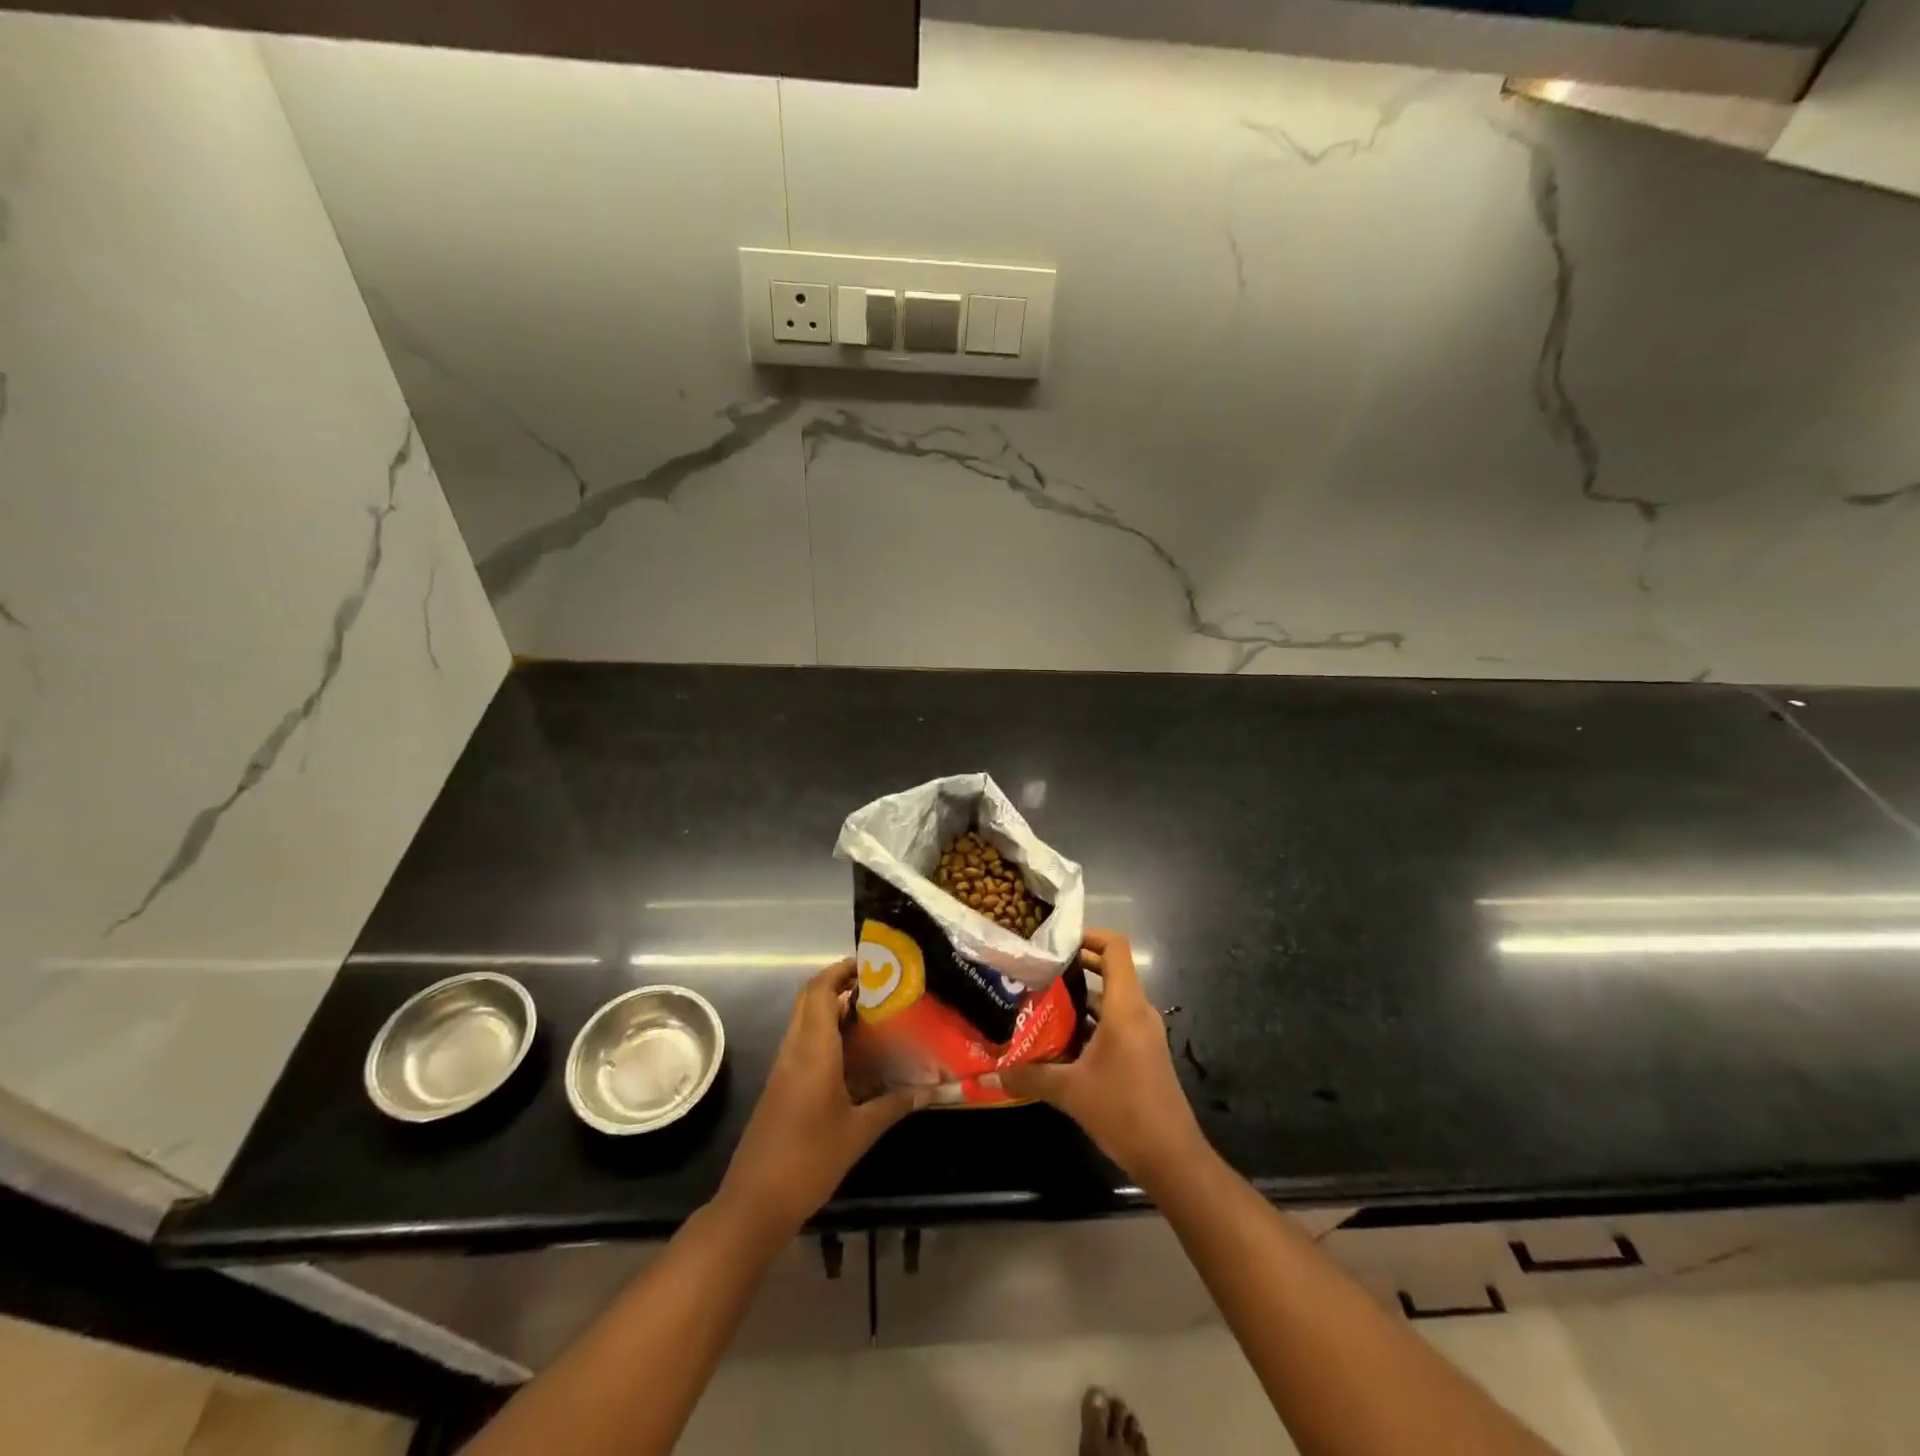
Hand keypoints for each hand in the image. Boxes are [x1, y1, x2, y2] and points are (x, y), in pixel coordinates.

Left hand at [716, 959, 924, 1239]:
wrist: (754, 1203)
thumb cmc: (809, 1161)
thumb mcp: (859, 1133)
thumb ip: (894, 1105)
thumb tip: (930, 1089)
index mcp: (813, 1051)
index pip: (820, 991)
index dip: (841, 970)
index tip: (871, 963)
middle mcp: (794, 1050)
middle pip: (810, 999)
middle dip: (839, 983)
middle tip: (878, 984)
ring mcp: (783, 1068)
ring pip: (805, 1020)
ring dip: (832, 1007)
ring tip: (873, 1011)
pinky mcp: (780, 1085)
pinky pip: (803, 1043)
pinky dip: (826, 1033)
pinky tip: (854, 1052)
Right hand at [997, 930, 1206, 1189]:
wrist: (1172, 1158)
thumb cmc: (1124, 1111)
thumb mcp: (1070, 1092)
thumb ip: (1029, 1077)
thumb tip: (989, 1074)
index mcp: (1126, 1007)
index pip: (1115, 948)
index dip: (1089, 935)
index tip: (1056, 941)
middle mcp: (1138, 1012)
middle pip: (1110, 970)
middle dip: (1075, 966)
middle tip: (1038, 968)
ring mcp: (1142, 1033)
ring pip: (1109, 999)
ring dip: (1079, 997)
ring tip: (1039, 1000)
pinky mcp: (1142, 1052)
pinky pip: (1114, 1022)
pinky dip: (1089, 1022)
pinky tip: (1059, 1039)